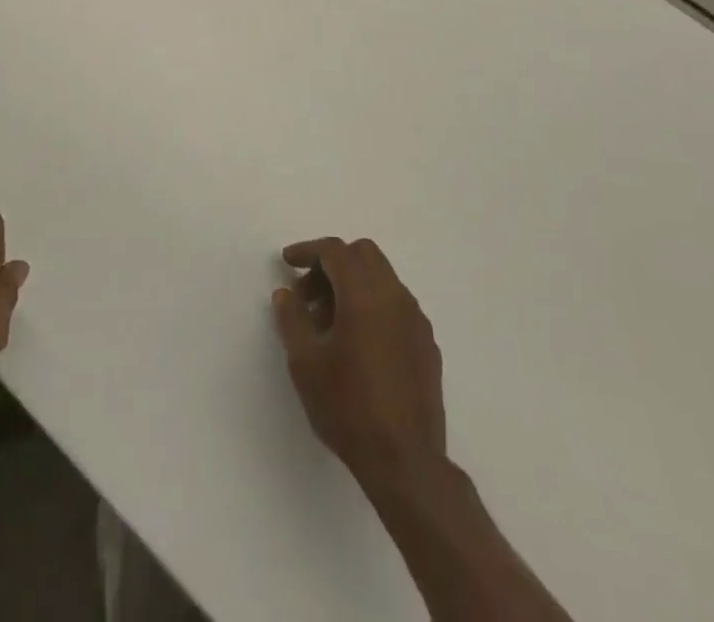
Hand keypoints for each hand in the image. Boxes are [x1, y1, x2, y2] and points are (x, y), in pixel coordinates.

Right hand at [273, 237, 445, 489]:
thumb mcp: (305, 364)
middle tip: (308, 294)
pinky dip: (373, 304)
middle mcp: (395, 297)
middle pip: (363, 254)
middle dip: (332, 263)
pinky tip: (358, 343)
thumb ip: (292, 319)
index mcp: (364, 295)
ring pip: (382, 278)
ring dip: (353, 284)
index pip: (336, 251)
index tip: (287, 263)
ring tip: (328, 324)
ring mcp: (416, 319)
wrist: (406, 463)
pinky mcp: (427, 343)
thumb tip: (286, 293)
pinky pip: (396, 304)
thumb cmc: (349, 409)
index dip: (308, 250)